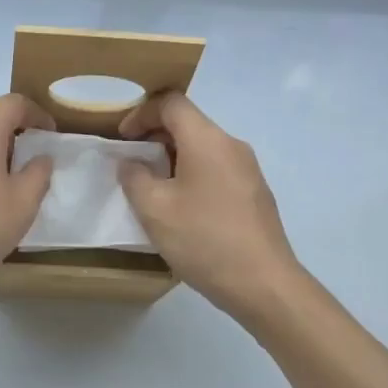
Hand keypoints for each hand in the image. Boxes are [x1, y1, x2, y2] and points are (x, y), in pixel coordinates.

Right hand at [116, 92, 303, 318]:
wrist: (263, 284)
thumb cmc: (203, 239)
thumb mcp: (154, 209)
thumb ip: (134, 178)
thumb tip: (131, 163)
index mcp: (207, 140)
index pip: (172, 103)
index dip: (141, 113)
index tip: (123, 139)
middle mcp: (231, 145)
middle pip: (189, 123)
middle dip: (155, 136)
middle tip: (132, 164)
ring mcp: (248, 169)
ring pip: (203, 148)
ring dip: (173, 158)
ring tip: (152, 188)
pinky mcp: (255, 193)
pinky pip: (217, 169)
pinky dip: (192, 174)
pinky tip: (182, 209)